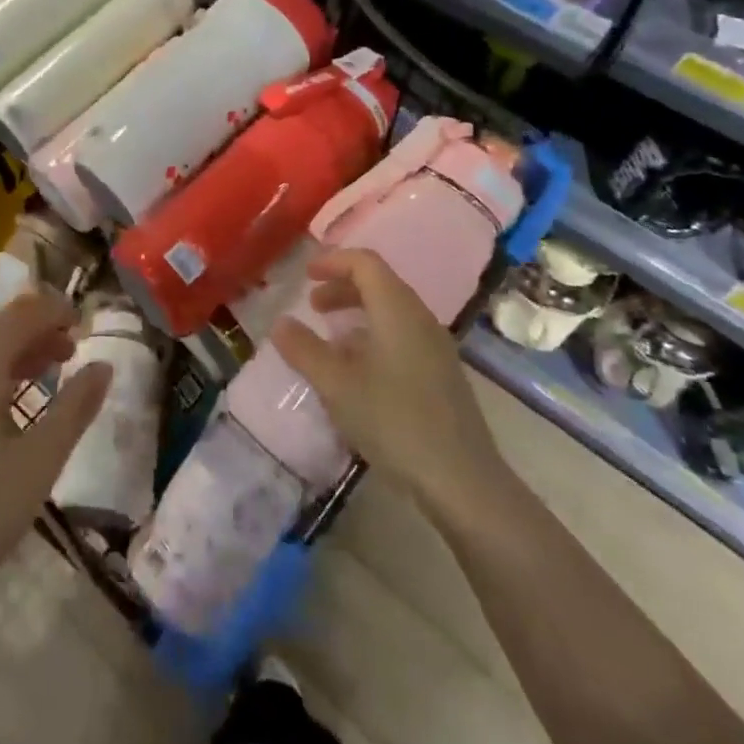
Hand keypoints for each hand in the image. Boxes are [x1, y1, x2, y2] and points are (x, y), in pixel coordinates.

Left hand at [0, 289, 110, 620]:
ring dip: (14, 351)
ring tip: (47, 373)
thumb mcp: (40, 462)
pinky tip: (4, 406)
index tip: (85, 324)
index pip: (22, 314)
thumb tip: (103, 365)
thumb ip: (75, 407)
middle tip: (71, 351)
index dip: (56, 311)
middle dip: (37, 329)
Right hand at [270, 250, 503, 503]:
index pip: (365, 262)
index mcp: (397, 309)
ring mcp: (436, 348)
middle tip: (313, 307)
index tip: (305, 275)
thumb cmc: (395, 421)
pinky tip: (358, 374)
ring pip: (391, 313)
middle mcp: (420, 318)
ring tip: (331, 342)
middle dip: (342, 288)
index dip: (333, 261)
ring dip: (357, 315)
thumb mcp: (337, 385)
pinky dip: (374, 338)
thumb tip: (280, 323)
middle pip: (379, 284)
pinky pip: (402, 337)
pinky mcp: (442, 375)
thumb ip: (304, 350)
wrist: (463, 482)